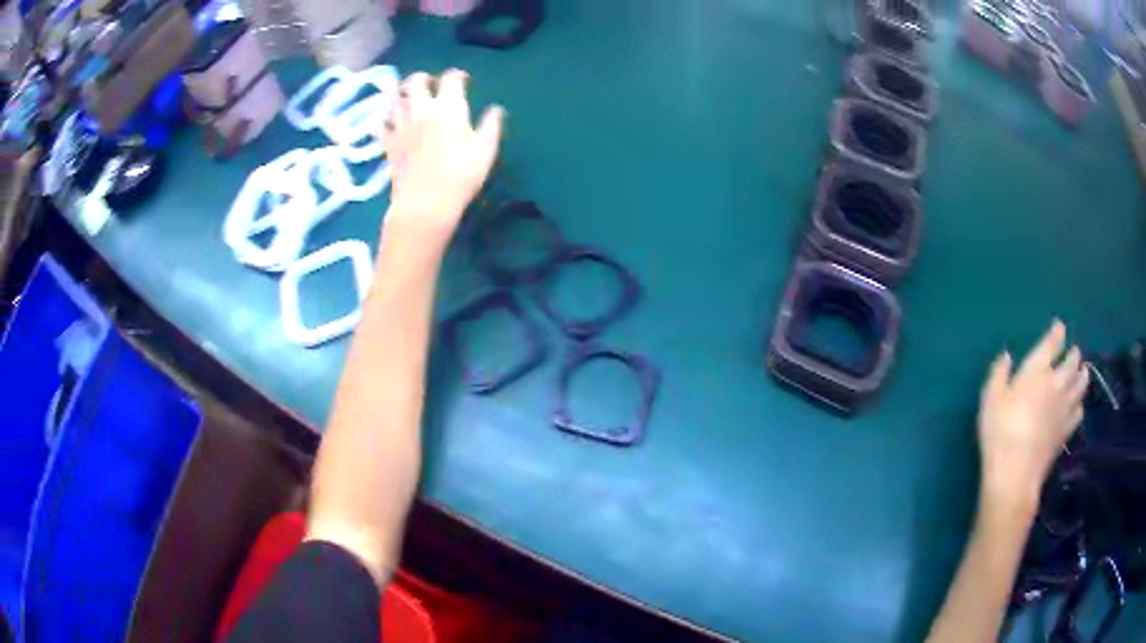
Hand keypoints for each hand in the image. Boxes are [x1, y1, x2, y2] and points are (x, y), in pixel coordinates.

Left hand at [383, 69, 504, 243]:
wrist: (424, 204)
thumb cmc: (460, 177)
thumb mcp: (486, 151)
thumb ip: (491, 126)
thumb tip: (495, 109)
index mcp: (448, 107)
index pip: (451, 79)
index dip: (458, 76)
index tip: (464, 82)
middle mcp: (421, 109)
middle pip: (416, 81)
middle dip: (424, 78)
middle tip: (430, 84)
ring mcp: (401, 126)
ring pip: (395, 99)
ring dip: (402, 93)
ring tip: (408, 98)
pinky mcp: (388, 144)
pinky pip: (381, 124)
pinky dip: (385, 119)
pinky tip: (390, 122)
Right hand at [977, 320, 1089, 510]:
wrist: (1016, 473)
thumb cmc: (1000, 431)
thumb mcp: (990, 399)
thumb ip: (999, 374)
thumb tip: (1007, 356)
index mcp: (1037, 370)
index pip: (1052, 343)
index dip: (1057, 332)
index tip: (1059, 326)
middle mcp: (1056, 383)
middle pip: (1072, 362)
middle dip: (1074, 355)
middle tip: (1074, 353)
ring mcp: (1064, 408)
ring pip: (1081, 384)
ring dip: (1082, 375)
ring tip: (1082, 373)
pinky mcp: (1066, 431)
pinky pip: (1079, 412)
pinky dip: (1080, 405)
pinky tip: (1077, 407)